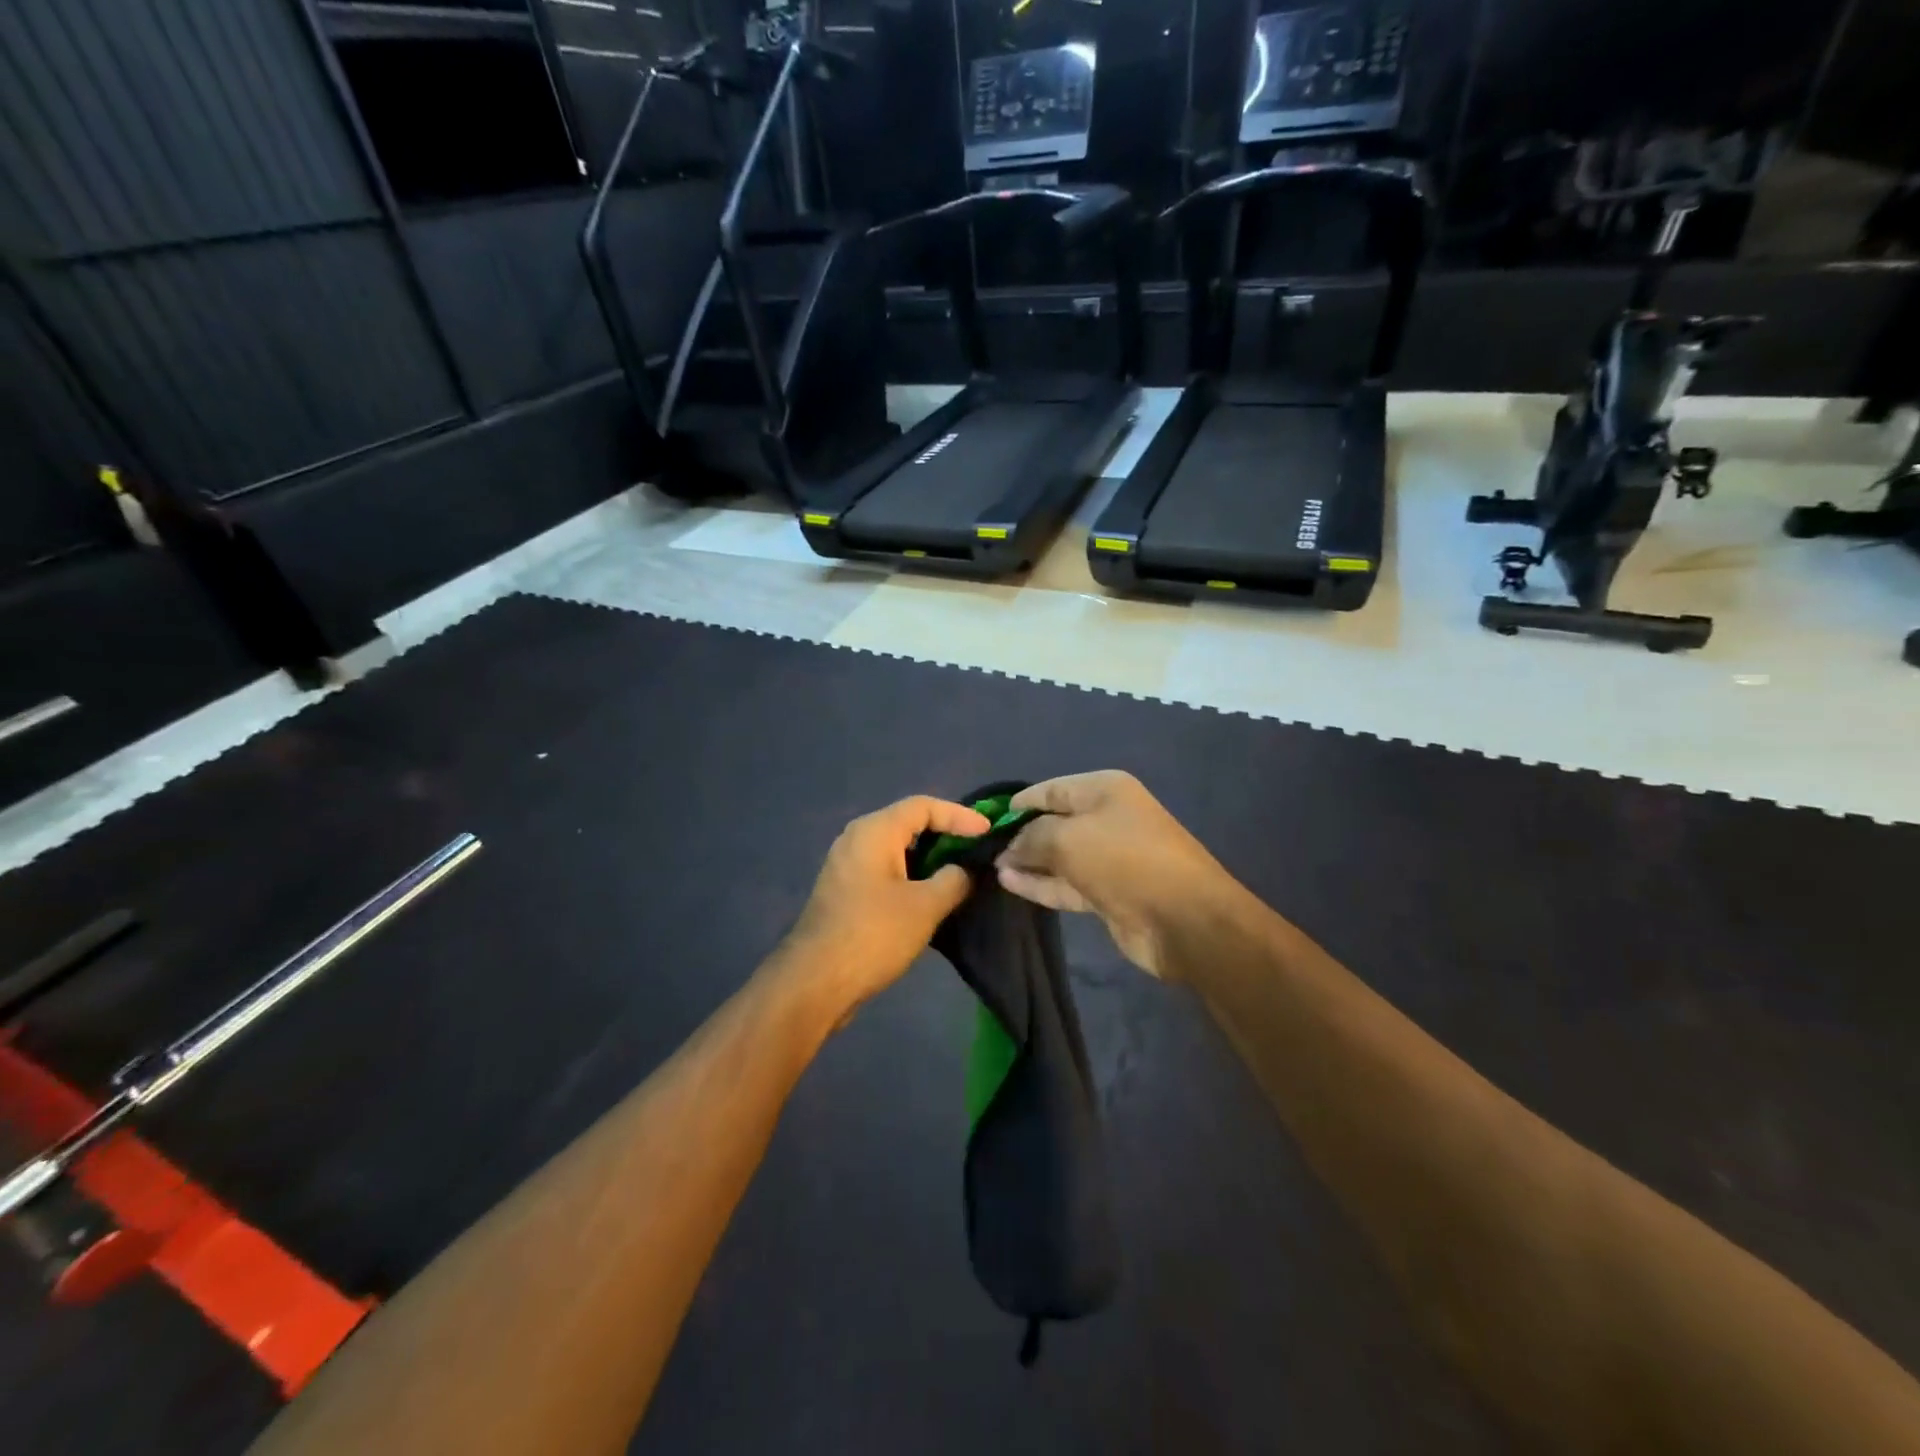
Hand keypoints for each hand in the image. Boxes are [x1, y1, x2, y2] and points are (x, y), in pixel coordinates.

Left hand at [779, 796, 991, 1020]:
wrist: (815, 981)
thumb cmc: (874, 934)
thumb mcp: (926, 906)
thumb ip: (954, 880)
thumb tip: (964, 871)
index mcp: (874, 831)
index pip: (924, 806)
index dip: (960, 815)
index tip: (988, 833)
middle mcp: (857, 838)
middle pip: (908, 823)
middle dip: (945, 834)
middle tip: (976, 850)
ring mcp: (847, 865)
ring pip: (896, 849)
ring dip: (929, 858)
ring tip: (960, 873)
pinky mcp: (845, 891)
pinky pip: (885, 869)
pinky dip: (911, 875)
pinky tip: (930, 896)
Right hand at [995, 771, 1227, 980]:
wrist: (1183, 919)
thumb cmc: (1124, 860)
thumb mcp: (1067, 838)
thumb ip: (1031, 837)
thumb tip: (1009, 846)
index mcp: (1105, 790)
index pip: (1051, 789)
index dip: (1019, 803)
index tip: (987, 820)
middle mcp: (1108, 818)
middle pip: (1055, 821)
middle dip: (1021, 834)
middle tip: (983, 849)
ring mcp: (1109, 857)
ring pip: (1059, 855)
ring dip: (1027, 861)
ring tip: (992, 868)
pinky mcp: (1109, 892)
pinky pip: (1066, 883)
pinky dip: (1040, 883)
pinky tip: (1009, 883)